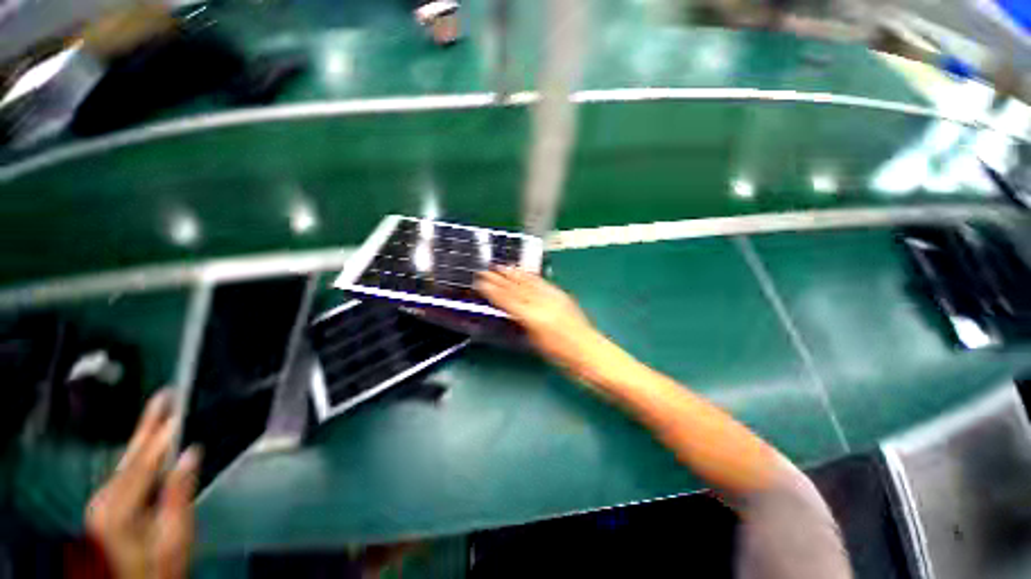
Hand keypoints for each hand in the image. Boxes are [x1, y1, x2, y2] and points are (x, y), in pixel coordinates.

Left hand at [86, 391, 198, 578]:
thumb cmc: (160, 567)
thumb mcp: (175, 536)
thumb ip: (179, 494)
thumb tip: (192, 454)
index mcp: (118, 510)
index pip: (144, 463)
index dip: (162, 435)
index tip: (178, 410)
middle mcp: (103, 501)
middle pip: (130, 457)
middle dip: (148, 427)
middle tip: (164, 396)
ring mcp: (101, 504)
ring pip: (127, 463)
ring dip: (145, 439)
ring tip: (160, 413)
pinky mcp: (105, 507)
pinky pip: (126, 474)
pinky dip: (141, 456)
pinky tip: (149, 444)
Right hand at [476, 267, 609, 381]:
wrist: (589, 352)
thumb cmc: (561, 356)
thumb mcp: (535, 343)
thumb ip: (522, 323)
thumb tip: (511, 311)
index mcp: (533, 318)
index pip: (508, 299)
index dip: (493, 290)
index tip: (480, 282)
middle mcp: (542, 303)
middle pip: (517, 287)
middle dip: (500, 278)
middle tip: (485, 270)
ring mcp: (554, 297)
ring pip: (529, 281)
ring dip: (514, 273)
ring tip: (501, 266)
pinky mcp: (562, 295)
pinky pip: (542, 282)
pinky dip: (531, 276)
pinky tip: (525, 273)